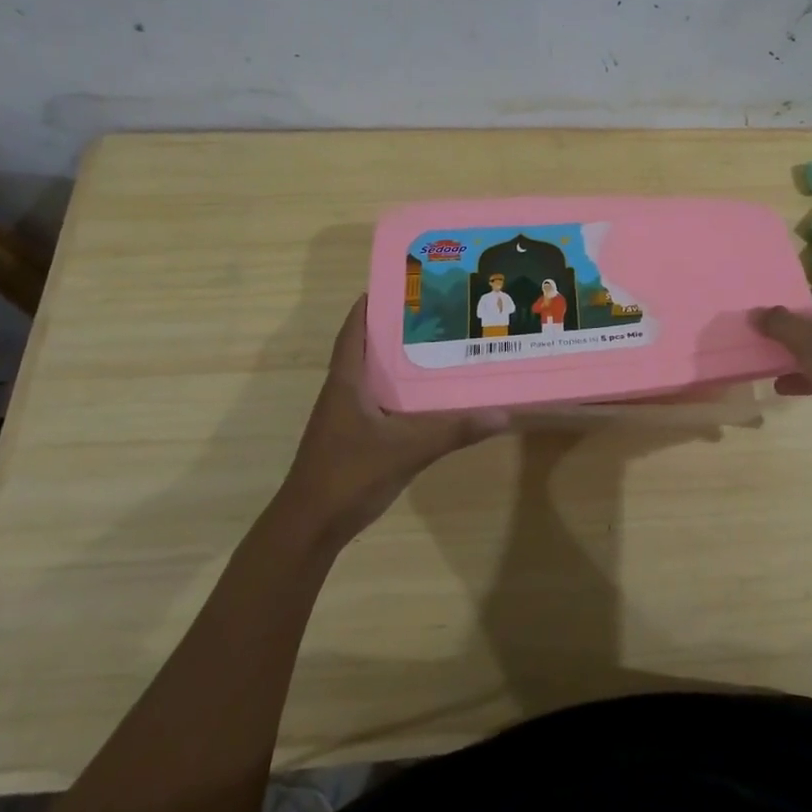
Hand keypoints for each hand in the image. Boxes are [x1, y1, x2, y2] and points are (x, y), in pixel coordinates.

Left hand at [277, 296, 508, 547]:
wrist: (310, 526)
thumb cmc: (349, 475)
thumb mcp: (407, 450)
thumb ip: (453, 431)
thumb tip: (501, 414)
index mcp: (347, 382)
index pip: (354, 331)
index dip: (370, 305)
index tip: (400, 285)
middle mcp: (343, 392)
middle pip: (367, 349)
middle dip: (395, 330)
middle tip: (435, 314)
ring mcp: (345, 418)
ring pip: (373, 378)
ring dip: (397, 362)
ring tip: (437, 348)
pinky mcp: (352, 438)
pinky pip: (378, 403)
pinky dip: (399, 393)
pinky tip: (426, 399)